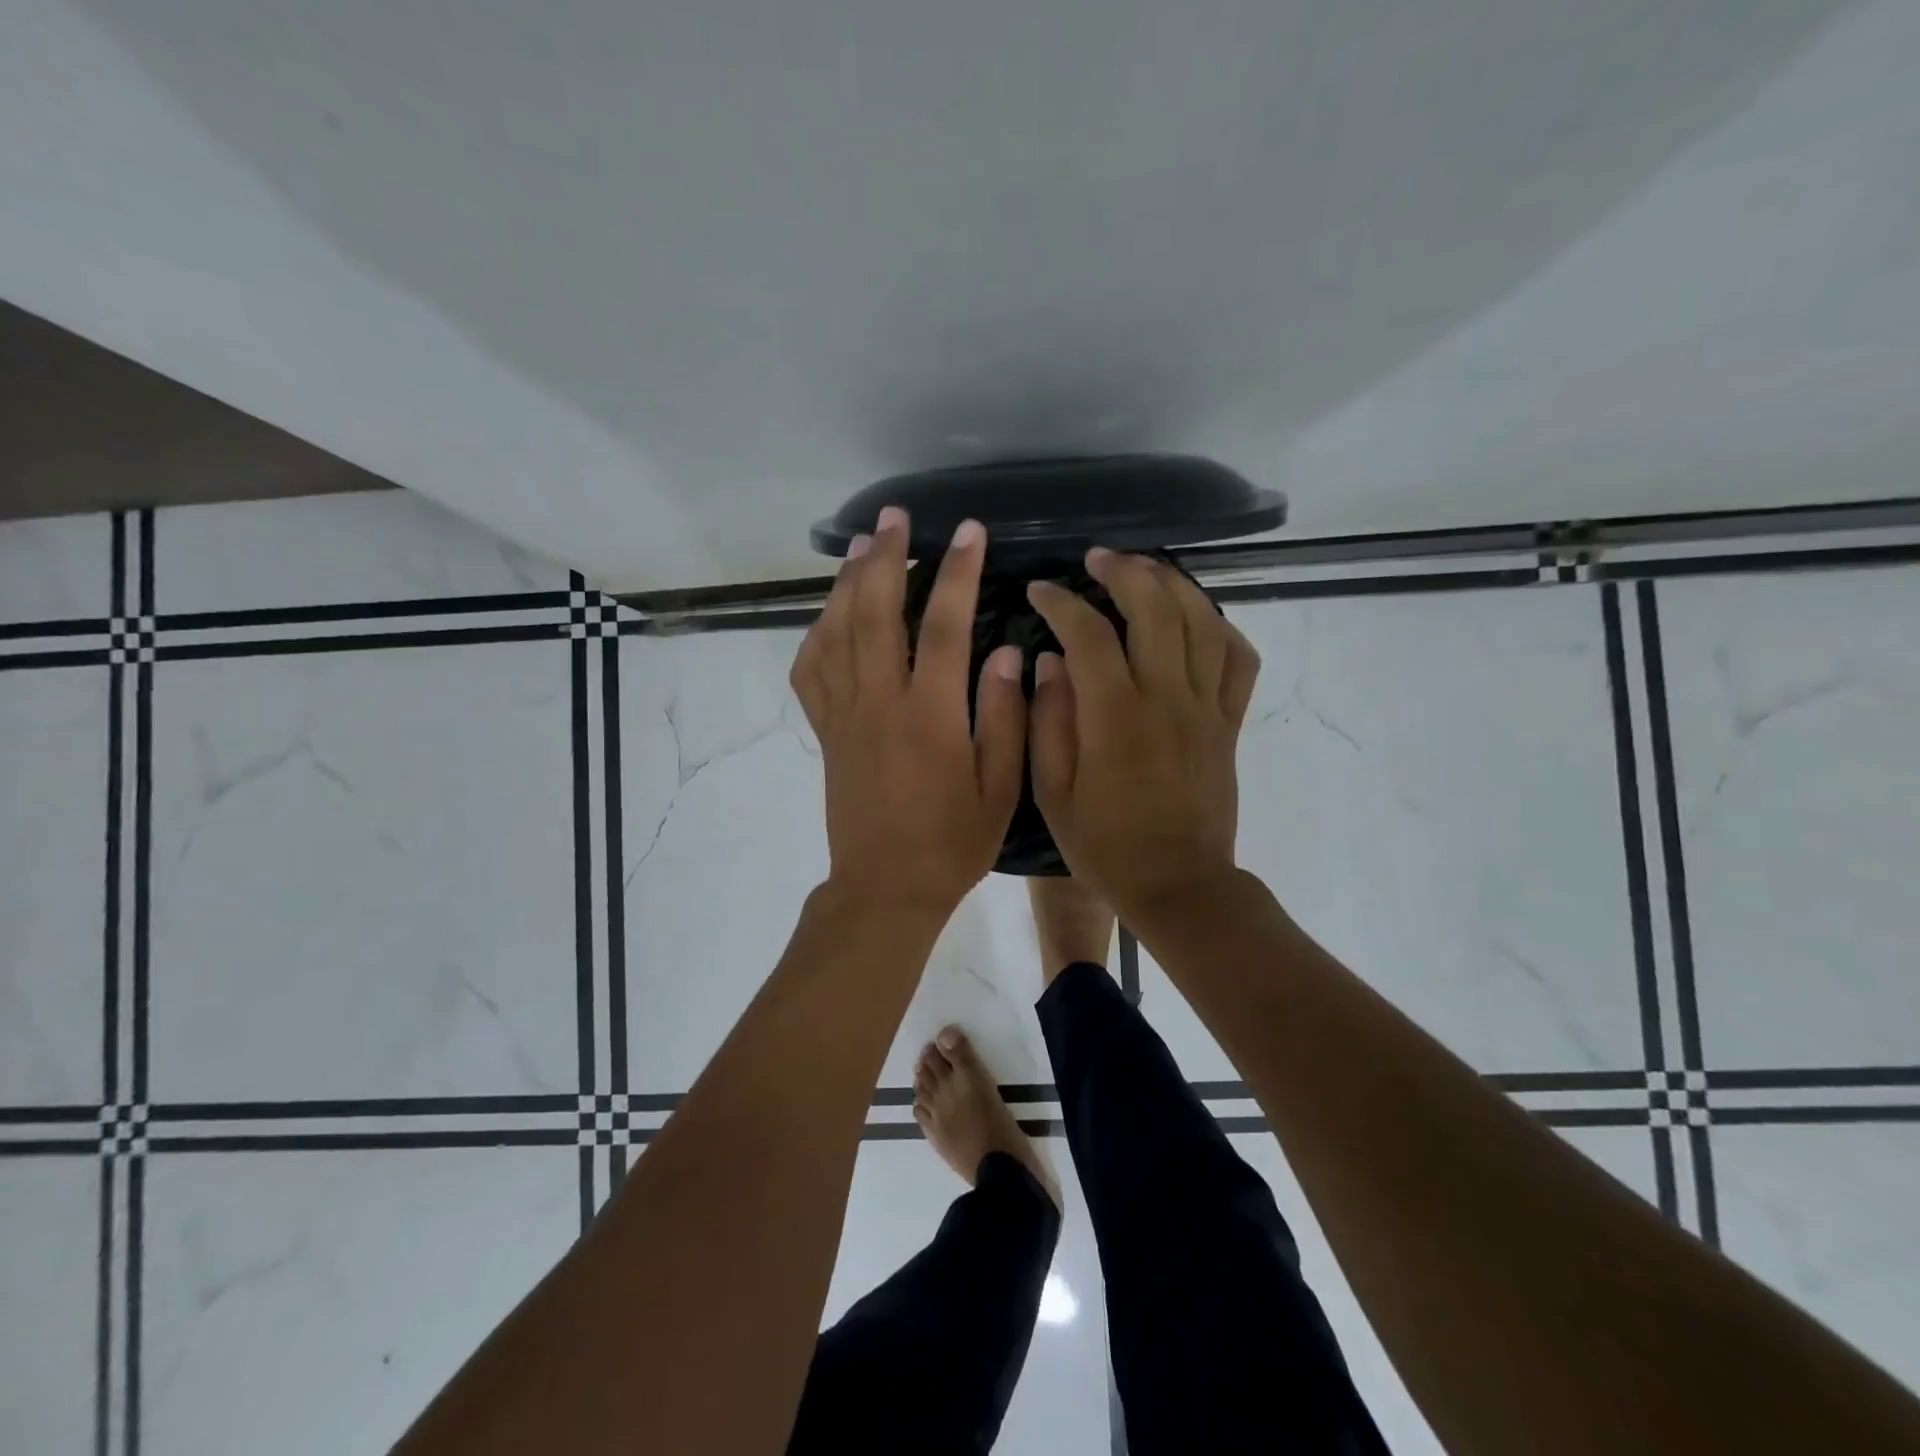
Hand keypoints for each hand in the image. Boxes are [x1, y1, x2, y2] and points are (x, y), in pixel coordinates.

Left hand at [790, 507, 1026, 915]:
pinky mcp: (825, 732)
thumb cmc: (951, 842)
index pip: (941, 625)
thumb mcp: (999, 789)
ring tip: (862, 546)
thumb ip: (1003, 717)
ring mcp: (844, 716)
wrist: (885, 888)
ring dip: (847, 583)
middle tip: (895, 518)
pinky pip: (810, 671)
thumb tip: (1005, 652)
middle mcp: (879, 703)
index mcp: (929, 716)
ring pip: (835, 633)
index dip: (955, 572)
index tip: (967, 531)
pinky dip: (816, 634)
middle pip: (873, 612)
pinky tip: (830, 614)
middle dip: (886, 557)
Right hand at [1025, 549, 1259, 918]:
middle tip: (1097, 560)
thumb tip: (1048, 662)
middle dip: (1123, 571)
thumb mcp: (1053, 793)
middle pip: (1155, 609)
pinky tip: (1198, 620)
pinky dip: (1222, 628)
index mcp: (1115, 717)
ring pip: (1202, 623)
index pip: (1087, 634)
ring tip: (1146, 571)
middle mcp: (1166, 699)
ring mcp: (1206, 708)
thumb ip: (1047, 722)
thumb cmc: (1105, 846)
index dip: (1060, 603)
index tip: (1039, 592)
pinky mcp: (1230, 724)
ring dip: (1173, 585)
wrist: (1179, 885)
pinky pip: (1239, 661)